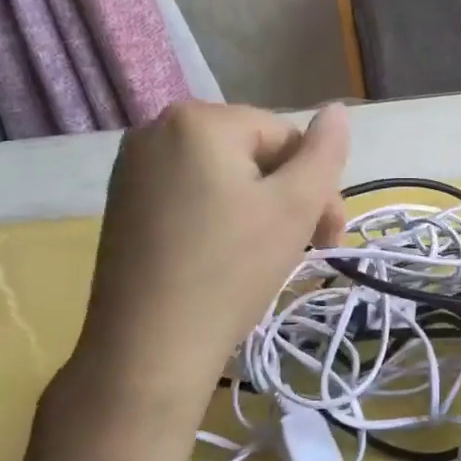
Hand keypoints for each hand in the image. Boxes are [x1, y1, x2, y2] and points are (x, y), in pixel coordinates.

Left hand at [66, 102, 348, 437]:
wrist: (149, 350)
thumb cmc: (230, 270)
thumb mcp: (294, 206)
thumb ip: (324, 152)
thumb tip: (337, 110)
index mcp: (198, 119)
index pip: (284, 136)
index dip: (316, 185)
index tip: (328, 237)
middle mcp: (156, 129)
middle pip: (252, 155)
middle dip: (287, 198)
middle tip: (306, 249)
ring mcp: (133, 168)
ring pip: (224, 177)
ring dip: (258, 210)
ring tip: (267, 257)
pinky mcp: (123, 204)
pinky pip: (191, 195)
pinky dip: (220, 218)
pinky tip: (227, 257)